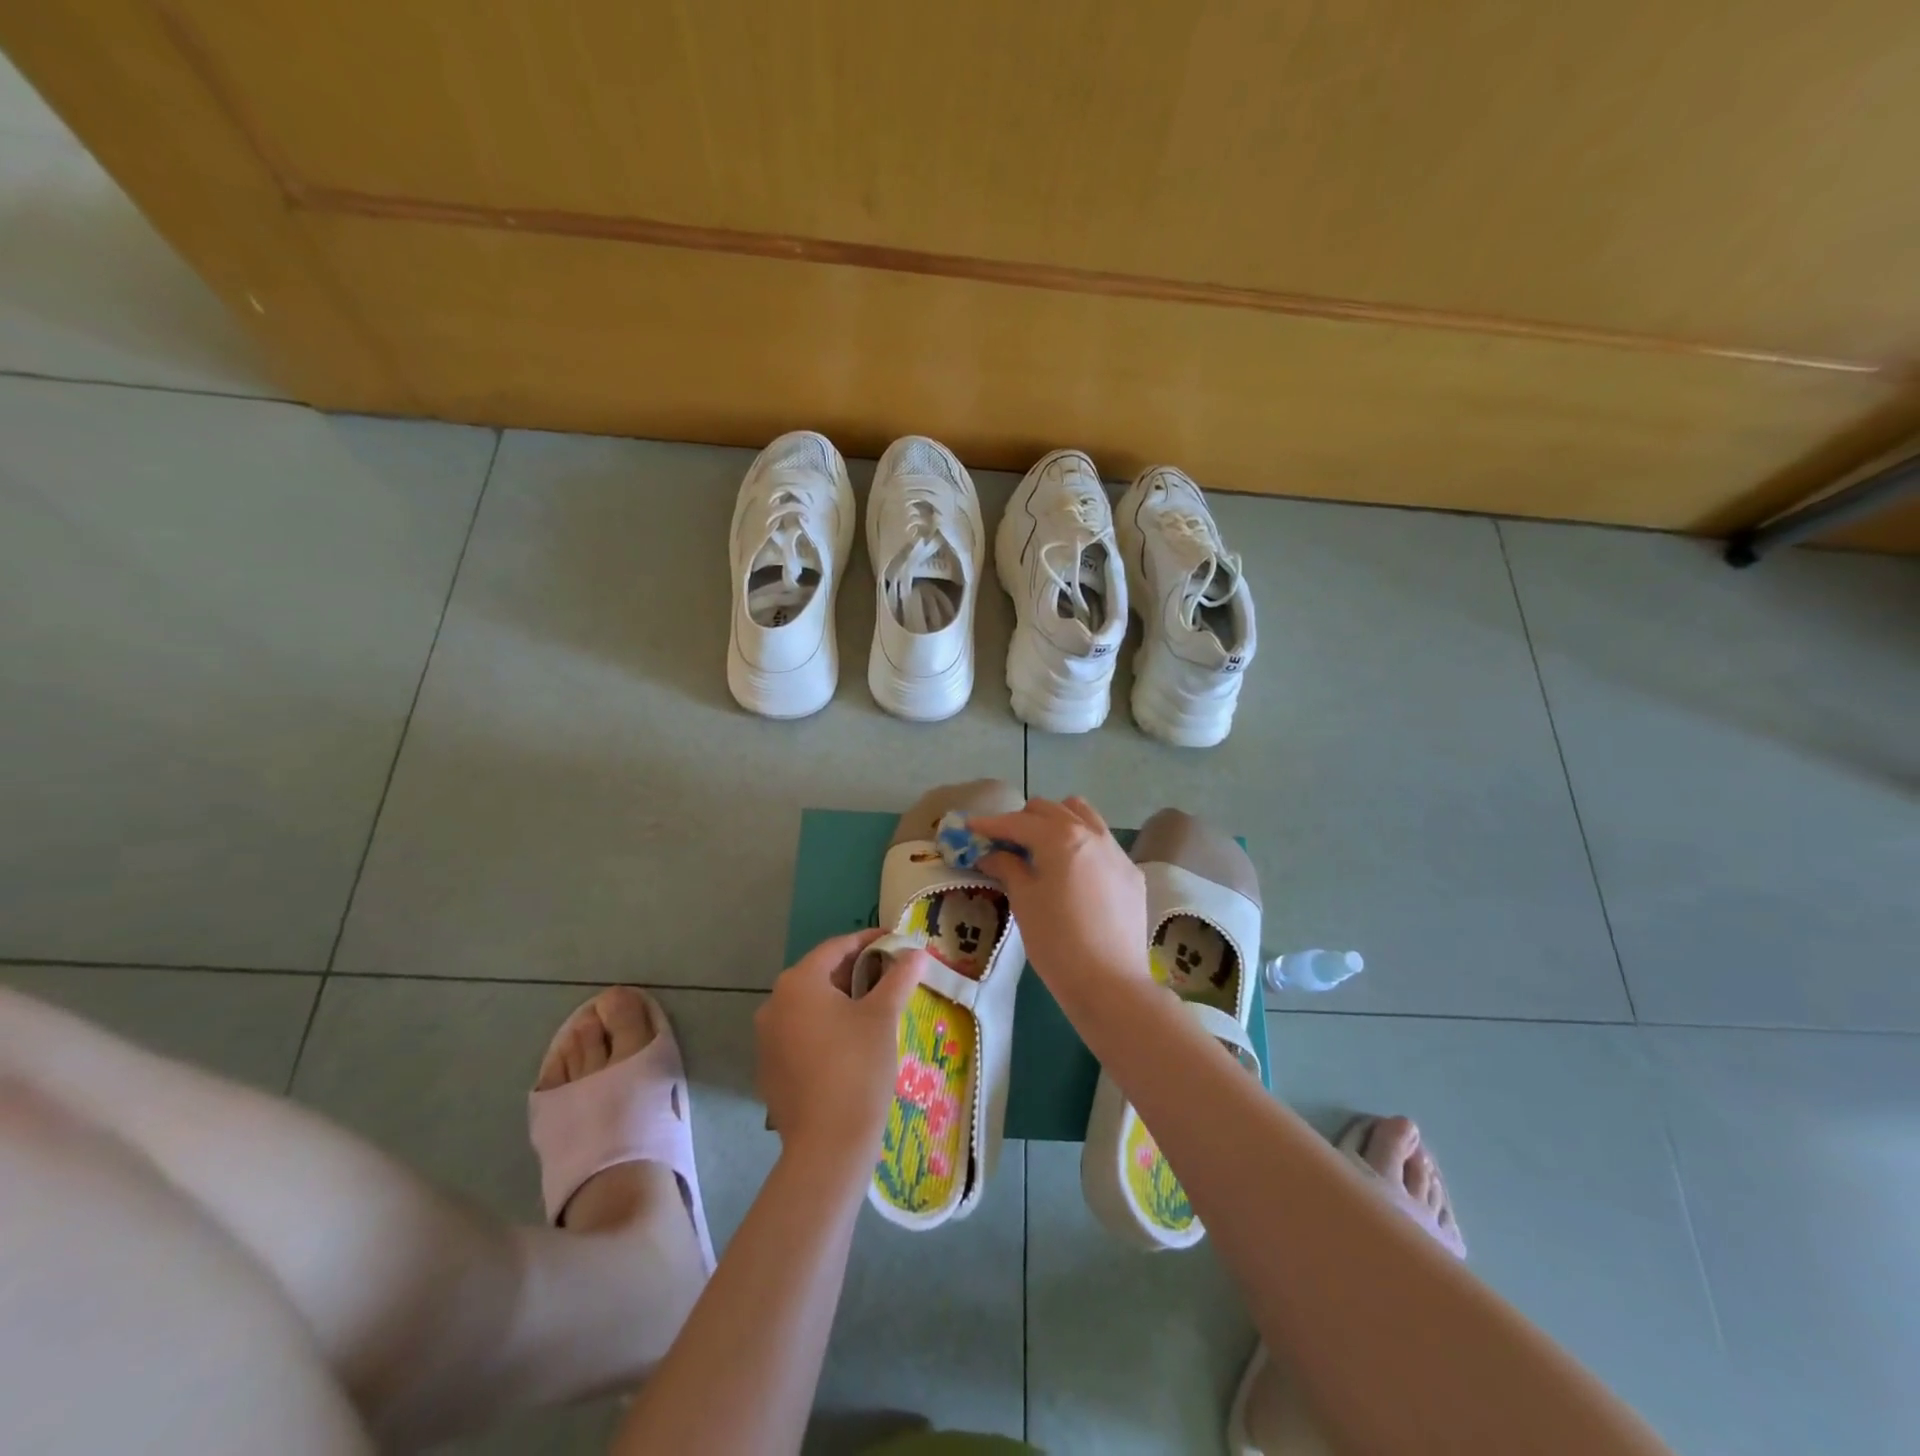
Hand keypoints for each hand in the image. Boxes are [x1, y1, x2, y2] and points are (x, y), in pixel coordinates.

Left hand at [756, 929, 927, 1181]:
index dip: (870, 941)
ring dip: (841, 1001)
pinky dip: (825, 1029)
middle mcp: (774, 1004)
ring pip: (810, 1006)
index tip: (897, 942)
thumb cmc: (857, 1068)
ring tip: (876, 1008)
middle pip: (821, 975)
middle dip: (857, 971)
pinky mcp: (769, 1070)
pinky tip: (851, 1045)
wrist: (827, 1145)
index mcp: (798, 982)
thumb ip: (899, 977)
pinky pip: (801, 1035)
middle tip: (891, 975)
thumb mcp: (883, 1016)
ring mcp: (767, 1039)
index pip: (837, 947)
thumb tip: (917, 953)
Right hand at [970, 797, 1151, 1001]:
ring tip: (1041, 847)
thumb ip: (1008, 867)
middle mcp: (1092, 834)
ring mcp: (1116, 852)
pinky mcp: (1131, 873)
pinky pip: (1102, 842)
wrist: (1110, 983)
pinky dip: (1081, 843)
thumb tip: (992, 854)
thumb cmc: (1056, 942)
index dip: (991, 824)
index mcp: (1061, 837)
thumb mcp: (1024, 902)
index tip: (970, 827)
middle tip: (1004, 843)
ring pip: (1082, 815)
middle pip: (1051, 810)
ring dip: (1057, 821)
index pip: (1018, 822)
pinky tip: (1072, 871)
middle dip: (1023, 820)